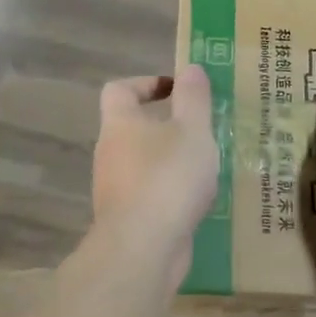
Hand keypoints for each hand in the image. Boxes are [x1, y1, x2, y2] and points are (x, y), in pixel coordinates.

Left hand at [92, 66, 218, 262]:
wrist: (143, 248)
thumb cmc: (168, 178)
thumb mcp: (192, 130)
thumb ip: (194, 98)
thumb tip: (191, 68)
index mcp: (119, 124)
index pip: (119, 90)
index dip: (146, 83)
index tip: (177, 90)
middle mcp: (109, 153)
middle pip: (131, 128)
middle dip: (166, 126)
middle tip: (201, 130)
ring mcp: (115, 189)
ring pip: (142, 164)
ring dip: (170, 161)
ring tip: (206, 166)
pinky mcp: (127, 219)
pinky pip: (149, 195)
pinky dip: (170, 192)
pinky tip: (197, 200)